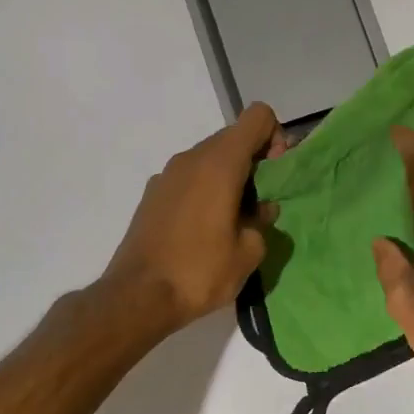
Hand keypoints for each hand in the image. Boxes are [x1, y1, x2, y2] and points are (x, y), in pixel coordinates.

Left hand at [103, 103, 283, 330]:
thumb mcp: (249, 252)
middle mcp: (191, 158)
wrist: (138, 296)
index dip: (275, 138)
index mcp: (220, 163)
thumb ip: (263, 222)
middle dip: (255, 162)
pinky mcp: (152, 194)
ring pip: (210, 159)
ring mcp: (167, 174)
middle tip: (260, 204)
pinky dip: (205, 190)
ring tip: (234, 221)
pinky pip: (189, 178)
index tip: (275, 176)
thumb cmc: (200, 271)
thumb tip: (262, 210)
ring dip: (230, 178)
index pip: (257, 117)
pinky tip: (205, 230)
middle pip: (234, 138)